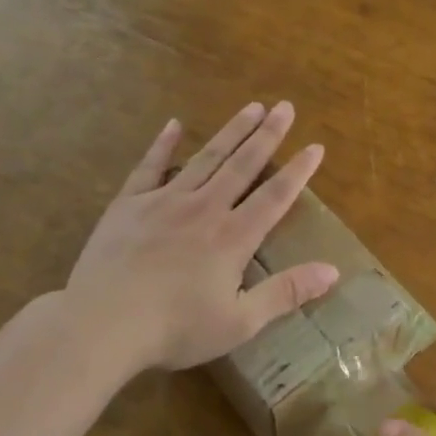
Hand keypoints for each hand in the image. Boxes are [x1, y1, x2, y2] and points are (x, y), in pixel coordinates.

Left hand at [62, 101, 338, 378]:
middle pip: (243, 165)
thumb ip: (286, 293)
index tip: (316, 146)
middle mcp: (204, 208)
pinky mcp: (129, 204)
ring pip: (206, 158)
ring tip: (251, 107)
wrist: (102, 324)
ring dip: (231, 131)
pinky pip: (150, 166)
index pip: (275, 196)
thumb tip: (333, 271)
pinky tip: (173, 124)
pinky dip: (163, 144)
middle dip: (268, 135)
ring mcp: (165, 201)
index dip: (298, 171)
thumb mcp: (240, 322)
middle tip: (285, 106)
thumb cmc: (175, 329)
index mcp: (233, 237)